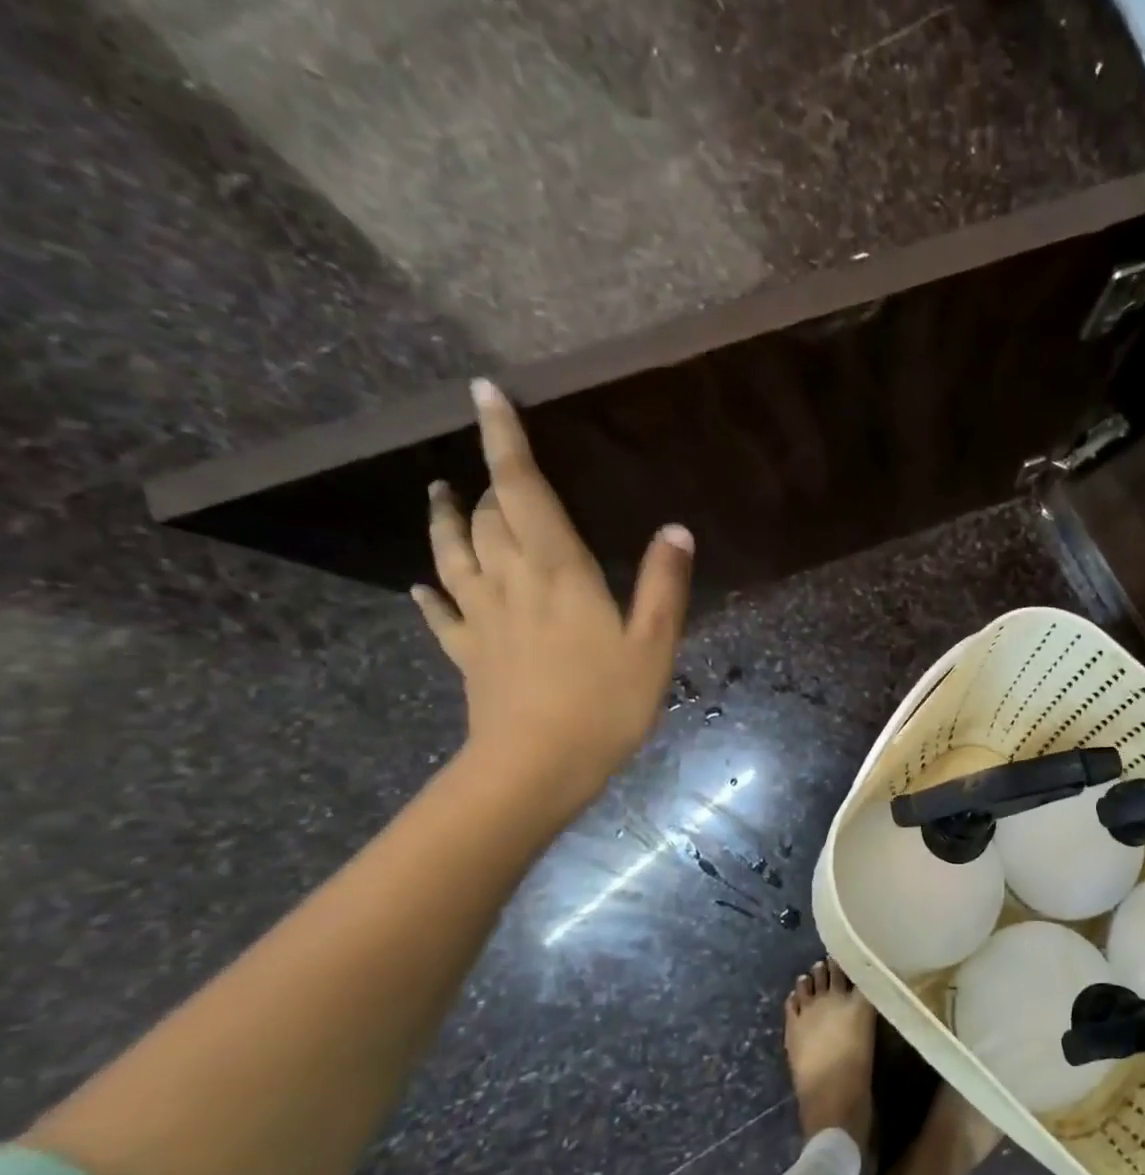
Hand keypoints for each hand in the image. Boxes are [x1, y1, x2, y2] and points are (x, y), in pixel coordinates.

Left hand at [412, 379, 693, 814]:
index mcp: (557, 571)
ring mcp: (481, 618)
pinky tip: (422, 586)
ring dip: (446, 519)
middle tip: (502, 467)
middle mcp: (510, 581)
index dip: (505, 439)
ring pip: (453, 553)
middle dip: (492, 482)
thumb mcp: (653, 646)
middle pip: (489, 516)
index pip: (524, 490)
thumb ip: (663, 585)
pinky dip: (430, 593)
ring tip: (440, 494)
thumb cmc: (605, 704)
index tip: (484, 392)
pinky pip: (441, 613)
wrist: (537, 766)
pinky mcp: (468, 653)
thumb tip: (675, 529)